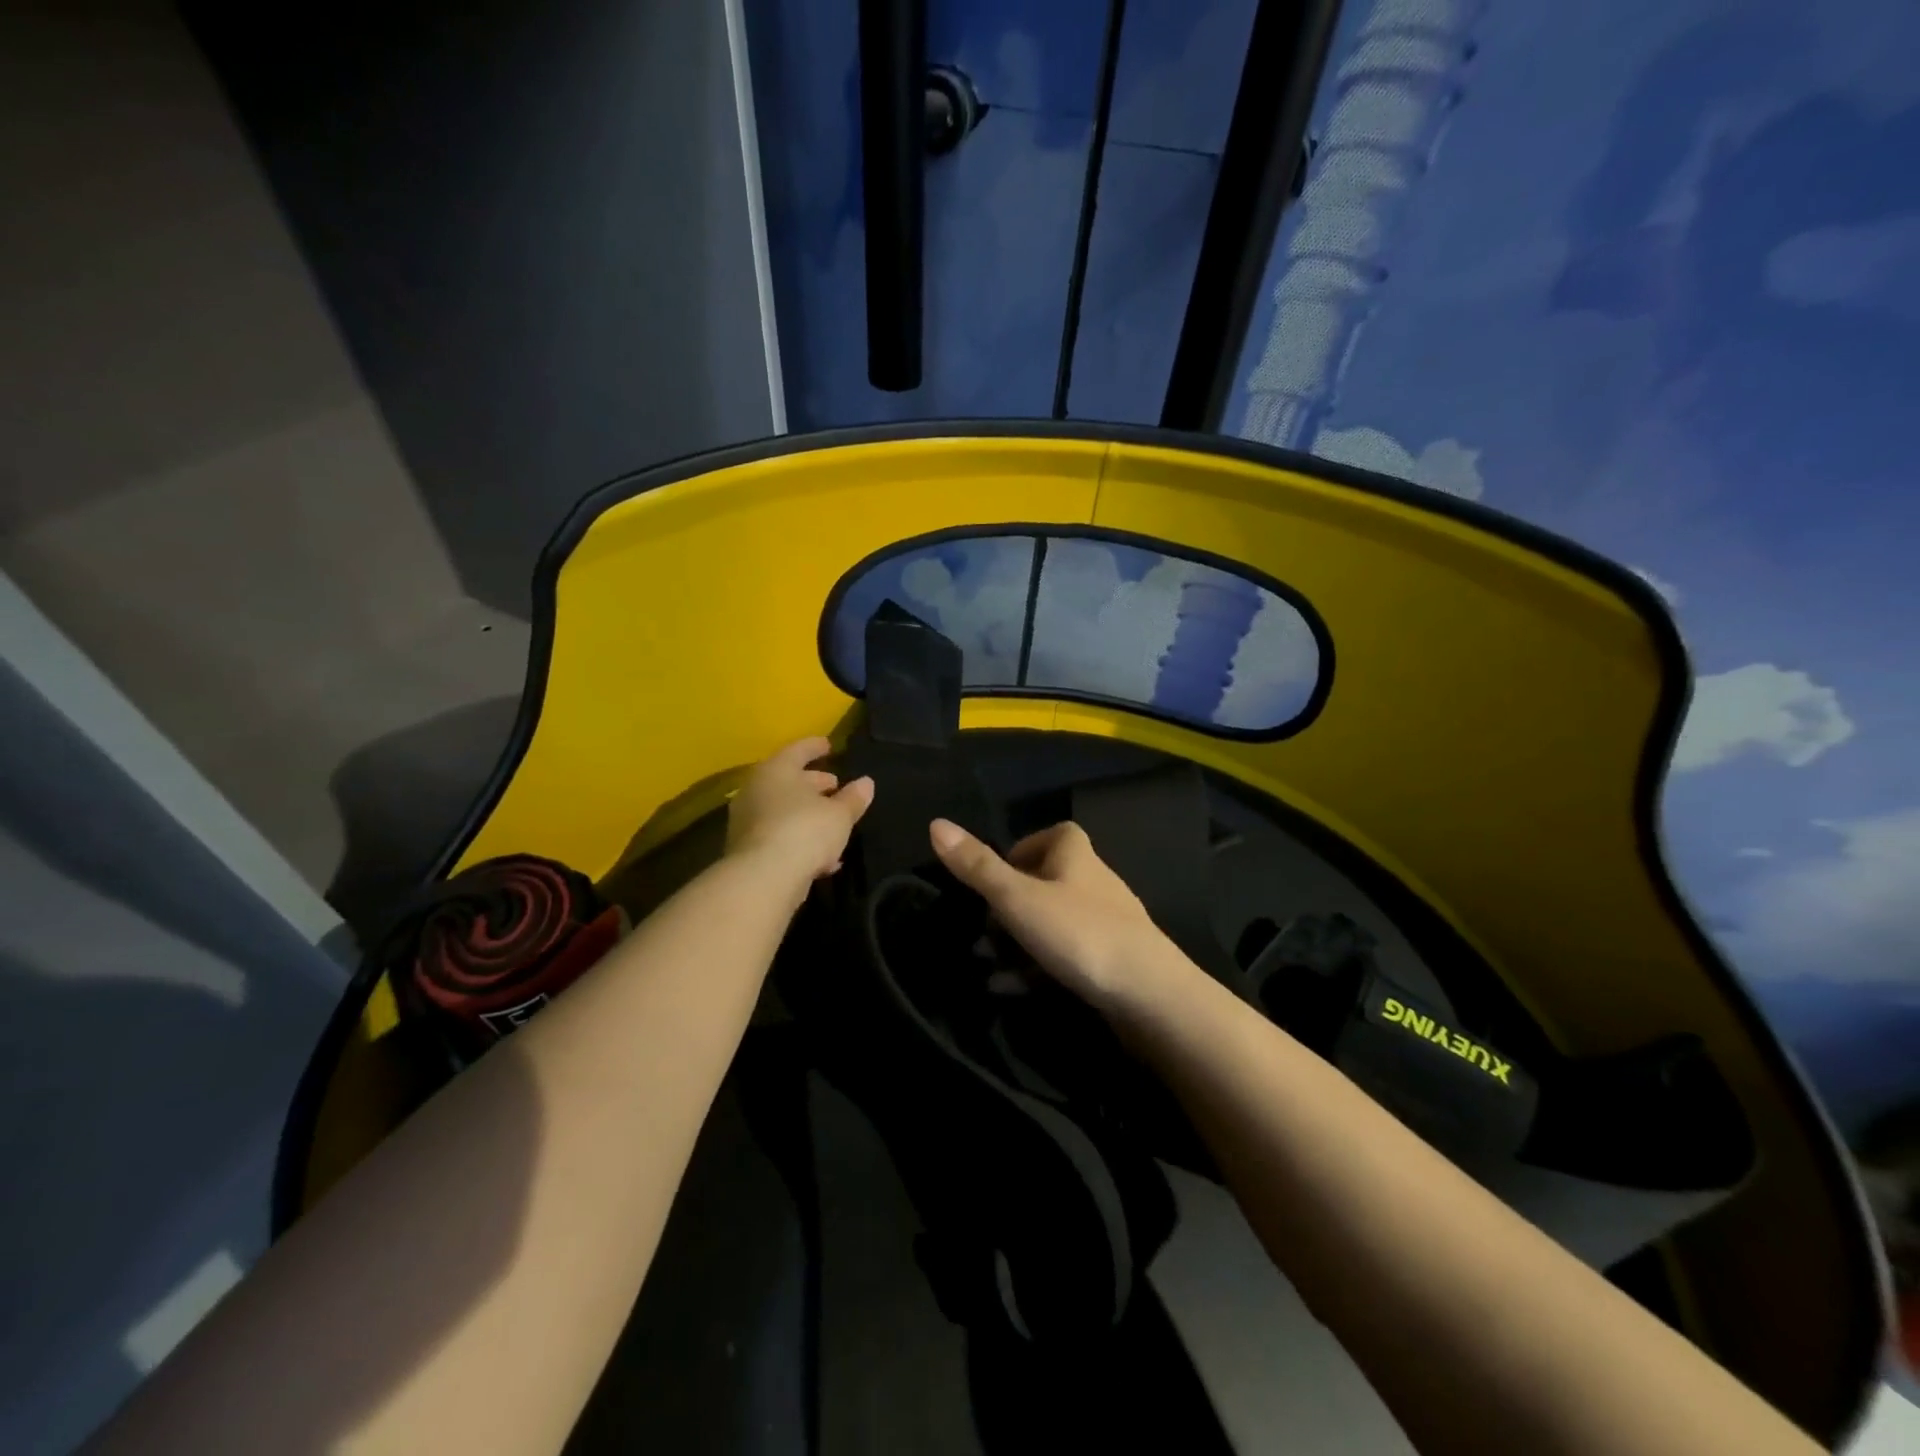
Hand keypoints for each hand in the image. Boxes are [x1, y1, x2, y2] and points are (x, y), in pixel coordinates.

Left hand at [726, 737, 873, 884]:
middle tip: (835, 785)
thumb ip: (853, 798)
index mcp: (777, 771)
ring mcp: (747, 821)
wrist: (763, 879)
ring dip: (806, 814)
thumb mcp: (839, 815)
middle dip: (813, 783)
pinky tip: (821, 857)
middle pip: (788, 780)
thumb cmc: (804, 831)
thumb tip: (866, 783)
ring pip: (782, 810)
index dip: (816, 747)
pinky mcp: (747, 850)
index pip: (798, 750)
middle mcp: (756, 790)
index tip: (829, 746)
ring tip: (832, 822)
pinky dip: (798, 839)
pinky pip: (778, 836)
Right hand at [929, 818, 1197, 1017]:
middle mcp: (1095, 883)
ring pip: (1056, 923)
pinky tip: (1010, 989)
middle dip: (1013, 903)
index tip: (996, 876)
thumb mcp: (1017, 898)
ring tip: (987, 964)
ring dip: (1020, 940)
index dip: (1024, 848)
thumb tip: (935, 823)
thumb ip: (977, 867)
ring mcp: (1108, 924)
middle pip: (1050, 881)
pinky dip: (1038, 967)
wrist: (1150, 996)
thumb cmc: (1079, 933)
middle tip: (984, 928)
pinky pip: (1068, 956)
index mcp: (1077, 856)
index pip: (1055, 835)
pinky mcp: (1114, 962)